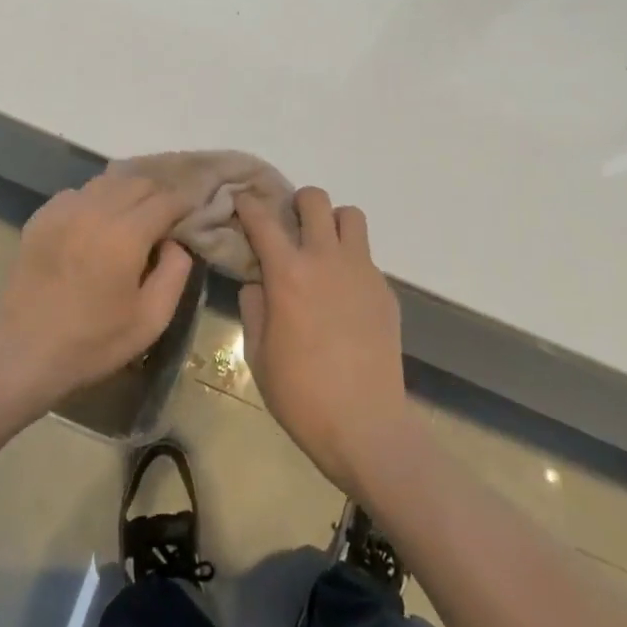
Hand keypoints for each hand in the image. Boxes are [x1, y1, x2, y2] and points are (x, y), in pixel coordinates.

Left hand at [0, 175, 194, 420]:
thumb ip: (175, 272)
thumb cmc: (91, 343)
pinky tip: (95, 225)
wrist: (21, 354)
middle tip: (165, 219)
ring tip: (133, 218)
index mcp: (126, 233)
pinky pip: (78, 193)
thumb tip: (176, 241)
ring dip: (127, 193)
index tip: (192, 215)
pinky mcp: (42, 217)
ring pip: (108, 181)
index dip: (184, 204)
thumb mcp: (151, 320)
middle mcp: (96, 209)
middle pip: (138, 181)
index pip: (166, 199)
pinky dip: (96, 200)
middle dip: (158, 195)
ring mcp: (64, 209)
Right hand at [236, 187, 412, 498]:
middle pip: (314, 199)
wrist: (366, 426)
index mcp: (288, 273)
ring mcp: (361, 271)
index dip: (248, 203)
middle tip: (290, 226)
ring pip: (350, 216)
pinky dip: (351, 261)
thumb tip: (258, 282)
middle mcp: (326, 259)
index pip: (263, 219)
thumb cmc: (302, 395)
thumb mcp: (258, 355)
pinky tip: (344, 295)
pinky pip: (366, 256)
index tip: (242, 200)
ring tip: (323, 249)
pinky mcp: (385, 289)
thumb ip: (255, 308)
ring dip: (332, 222)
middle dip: (297, 203)